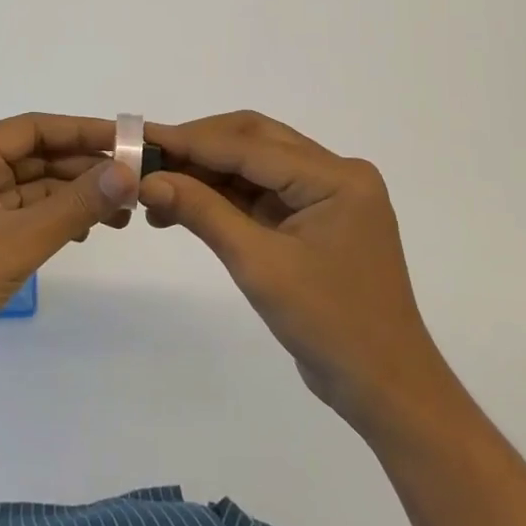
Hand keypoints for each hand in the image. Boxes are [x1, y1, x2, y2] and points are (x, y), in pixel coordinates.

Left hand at [0, 114, 134, 404]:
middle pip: (31, 159)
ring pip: (30, 192)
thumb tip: (128, 172)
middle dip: (81, 169)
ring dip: (72, 198)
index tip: (124, 140)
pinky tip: (87, 232)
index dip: (79, 131)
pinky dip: (56, 222)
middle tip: (131, 182)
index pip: (28, 130)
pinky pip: (24, 220)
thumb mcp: (19, 239)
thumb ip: (76, 204)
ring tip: (120, 213)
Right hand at [140, 111, 443, 436]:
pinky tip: (184, 205)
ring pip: (255, 165)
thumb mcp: (259, 264)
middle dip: (199, 147)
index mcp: (336, 176)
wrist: (383, 387)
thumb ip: (203, 213)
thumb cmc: (328, 323)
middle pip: (254, 141)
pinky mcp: (314, 219)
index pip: (250, 145)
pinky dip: (224, 197)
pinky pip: (262, 193)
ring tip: (156, 187)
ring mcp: (326, 197)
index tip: (142, 139)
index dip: (192, 141)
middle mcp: (335, 174)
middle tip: (148, 159)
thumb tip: (147, 181)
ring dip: (207, 173)